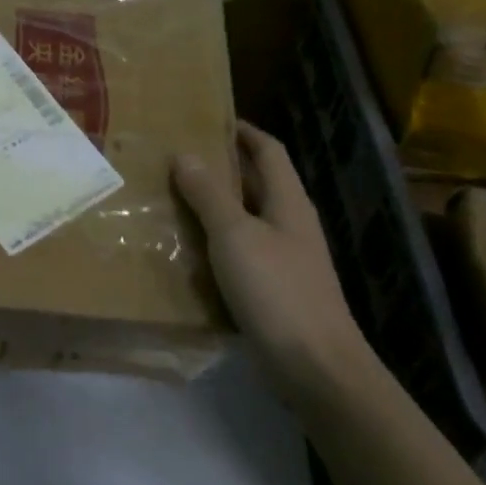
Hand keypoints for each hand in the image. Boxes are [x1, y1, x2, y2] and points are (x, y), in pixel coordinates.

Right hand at [173, 121, 370, 396]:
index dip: (243, 131)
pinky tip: (187, 249)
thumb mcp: (235, 236)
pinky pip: (241, 252)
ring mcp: (285, 258)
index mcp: (289, 202)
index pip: (268, 151)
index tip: (210, 119)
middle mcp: (290, 224)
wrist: (314, 365)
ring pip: (246, 219)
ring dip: (214, 206)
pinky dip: (215, 243)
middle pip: (257, 183)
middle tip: (176, 158)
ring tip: (171, 198)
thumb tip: (186, 155)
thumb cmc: (277, 290)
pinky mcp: (274, 289)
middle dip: (221, 167)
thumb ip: (209, 195)